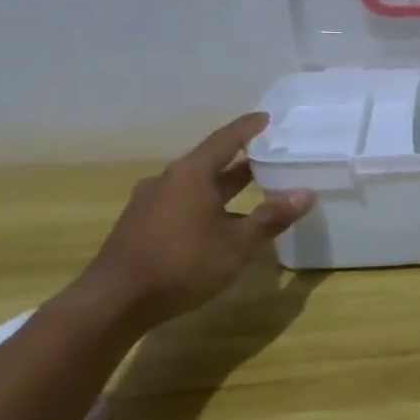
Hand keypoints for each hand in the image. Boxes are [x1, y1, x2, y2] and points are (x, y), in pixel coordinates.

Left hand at [78, 113, 315, 326]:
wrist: (114, 302)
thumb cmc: (182, 264)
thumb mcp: (237, 243)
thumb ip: (271, 217)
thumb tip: (305, 193)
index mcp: (191, 175)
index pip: (226, 140)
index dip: (248, 128)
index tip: (267, 118)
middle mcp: (168, 181)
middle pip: (210, 162)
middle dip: (241, 161)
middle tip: (270, 157)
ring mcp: (150, 203)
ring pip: (196, 186)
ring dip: (224, 186)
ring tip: (252, 191)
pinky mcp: (141, 226)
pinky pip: (182, 204)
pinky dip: (207, 205)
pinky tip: (220, 223)